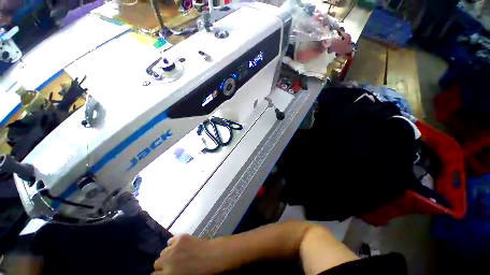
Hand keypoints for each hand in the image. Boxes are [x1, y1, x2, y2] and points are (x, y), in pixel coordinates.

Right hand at [153, 234, 219, 274]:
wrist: (212, 256)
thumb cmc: (199, 272)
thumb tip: (164, 272)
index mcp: (169, 274)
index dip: (159, 274)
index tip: (164, 274)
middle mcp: (168, 260)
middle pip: (157, 262)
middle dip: (162, 265)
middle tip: (171, 265)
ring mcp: (175, 246)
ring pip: (163, 251)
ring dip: (168, 254)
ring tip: (176, 255)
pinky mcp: (181, 237)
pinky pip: (170, 240)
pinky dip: (173, 243)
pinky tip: (180, 246)